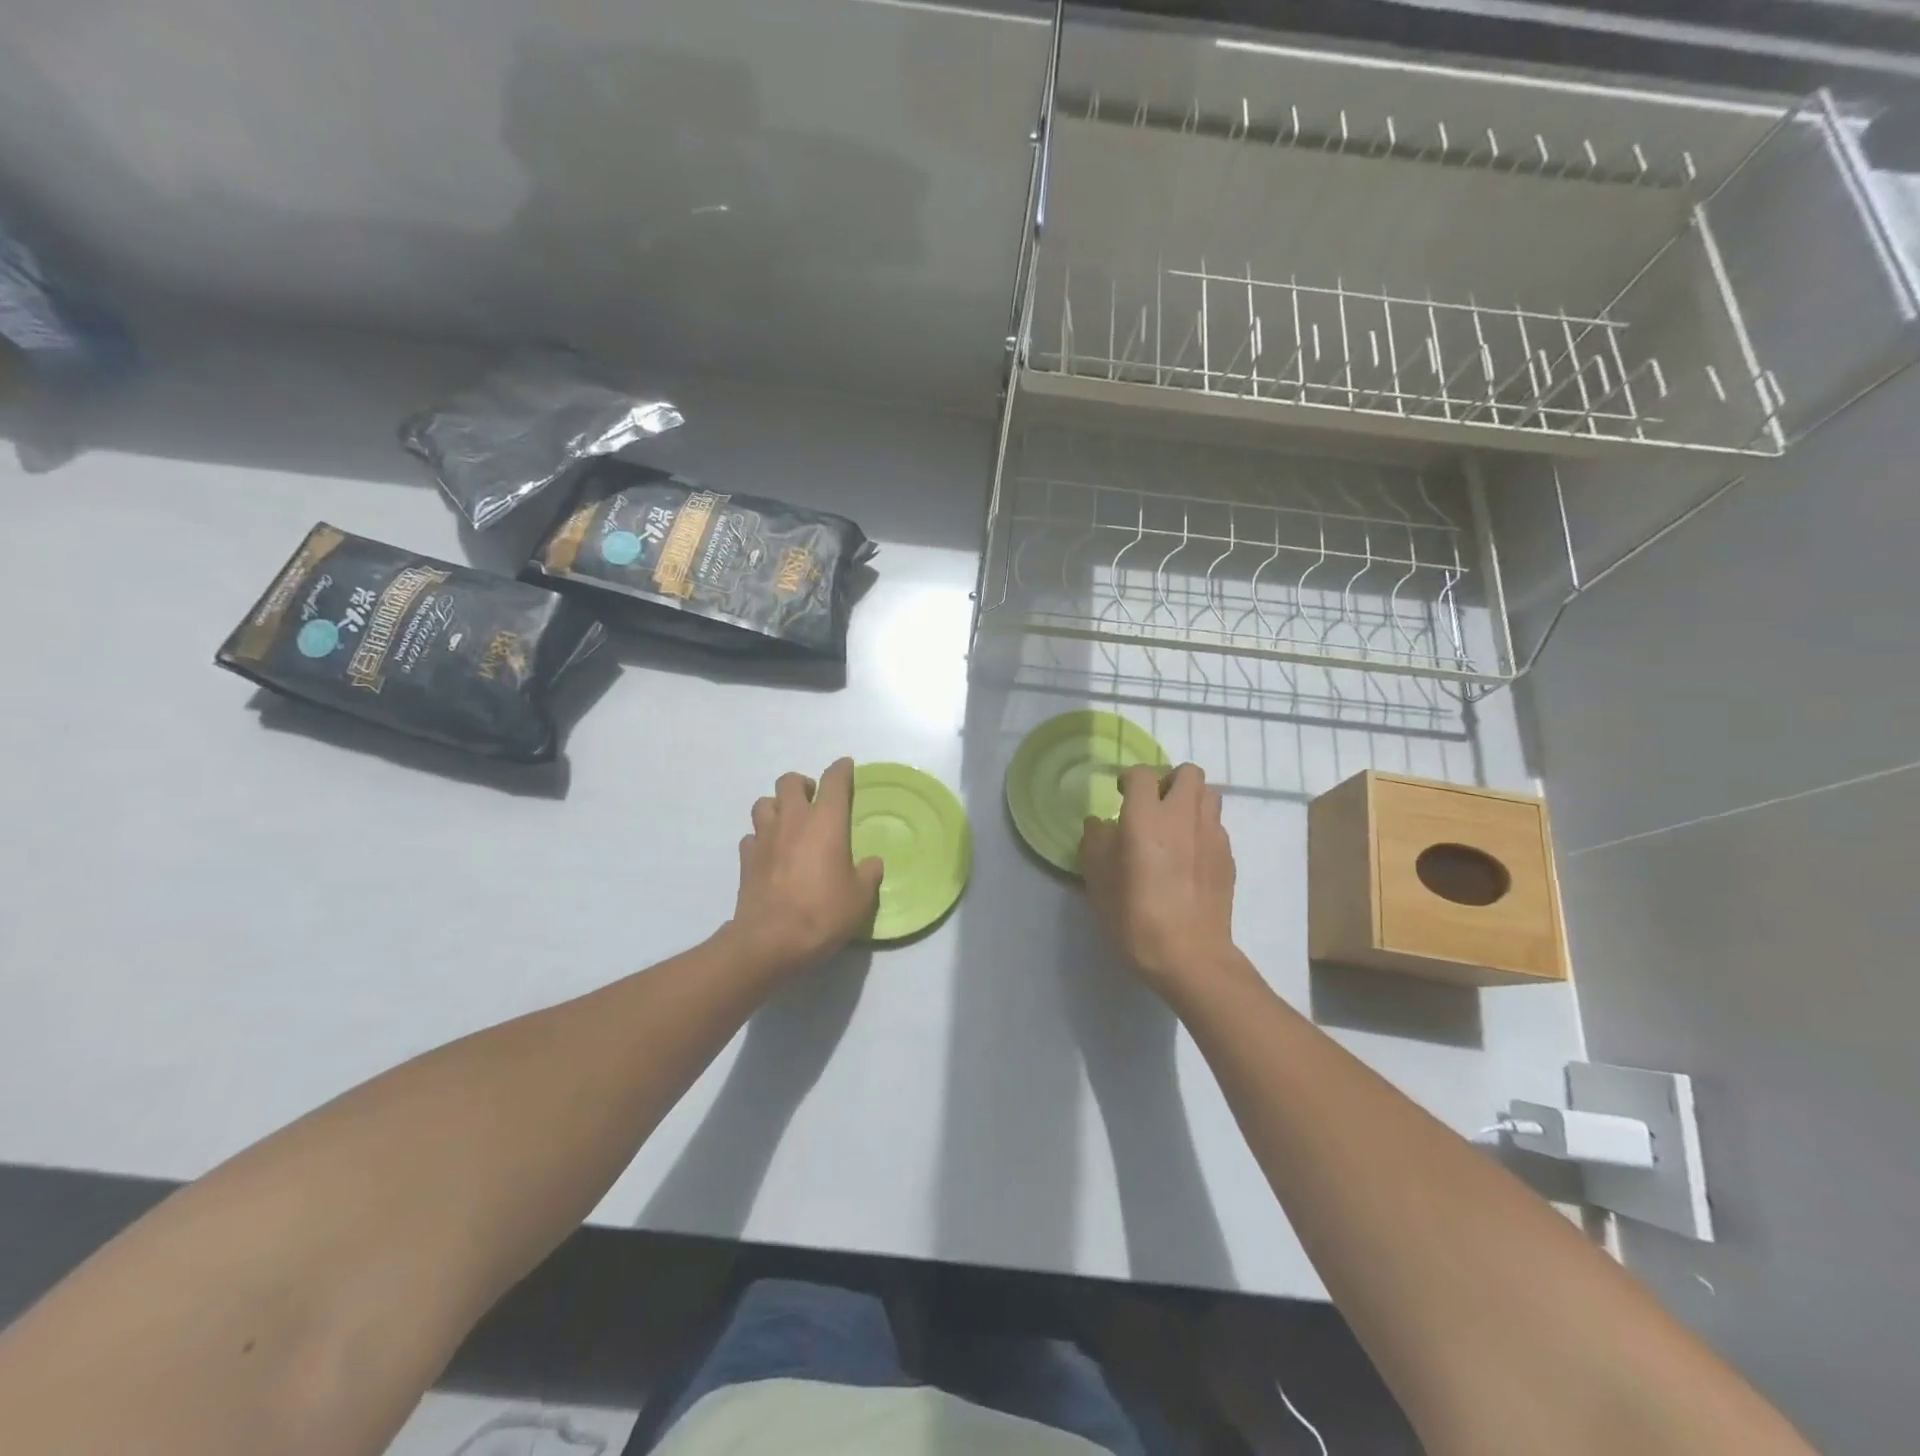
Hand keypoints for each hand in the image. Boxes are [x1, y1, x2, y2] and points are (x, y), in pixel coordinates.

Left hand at [728, 758, 883, 975]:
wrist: (770, 941)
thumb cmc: (823, 913)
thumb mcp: (860, 897)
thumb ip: (868, 874)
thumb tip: (871, 863)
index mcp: (825, 822)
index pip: (833, 781)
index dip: (841, 770)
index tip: (846, 766)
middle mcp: (792, 821)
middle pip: (789, 781)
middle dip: (802, 784)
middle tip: (813, 799)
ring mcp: (764, 838)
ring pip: (763, 803)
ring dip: (776, 806)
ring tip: (788, 822)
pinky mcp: (745, 860)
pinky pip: (751, 836)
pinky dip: (761, 838)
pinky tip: (770, 853)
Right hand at [1080, 763, 1237, 995]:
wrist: (1189, 955)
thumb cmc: (1135, 916)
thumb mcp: (1097, 880)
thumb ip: (1095, 842)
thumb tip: (1101, 824)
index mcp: (1146, 817)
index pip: (1142, 774)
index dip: (1129, 779)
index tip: (1120, 795)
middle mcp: (1183, 816)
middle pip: (1188, 772)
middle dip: (1168, 780)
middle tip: (1152, 805)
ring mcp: (1212, 835)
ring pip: (1209, 795)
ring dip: (1190, 800)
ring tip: (1174, 826)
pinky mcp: (1228, 857)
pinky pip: (1216, 826)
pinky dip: (1202, 828)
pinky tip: (1189, 856)